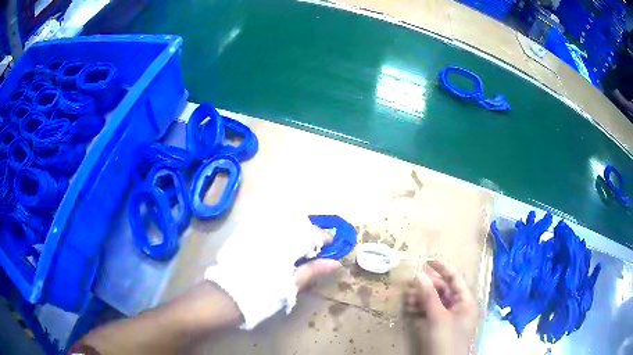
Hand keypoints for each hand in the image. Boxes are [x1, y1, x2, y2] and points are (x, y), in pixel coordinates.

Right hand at [404, 260, 477, 354]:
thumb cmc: (447, 339)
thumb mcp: (438, 317)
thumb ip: (429, 296)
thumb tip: (419, 274)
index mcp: (465, 300)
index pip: (455, 278)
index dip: (442, 268)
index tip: (427, 260)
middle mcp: (459, 306)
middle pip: (443, 290)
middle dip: (427, 286)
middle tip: (409, 284)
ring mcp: (450, 317)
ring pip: (435, 301)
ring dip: (421, 298)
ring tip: (407, 298)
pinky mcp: (440, 327)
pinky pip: (431, 312)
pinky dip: (421, 309)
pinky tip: (410, 309)